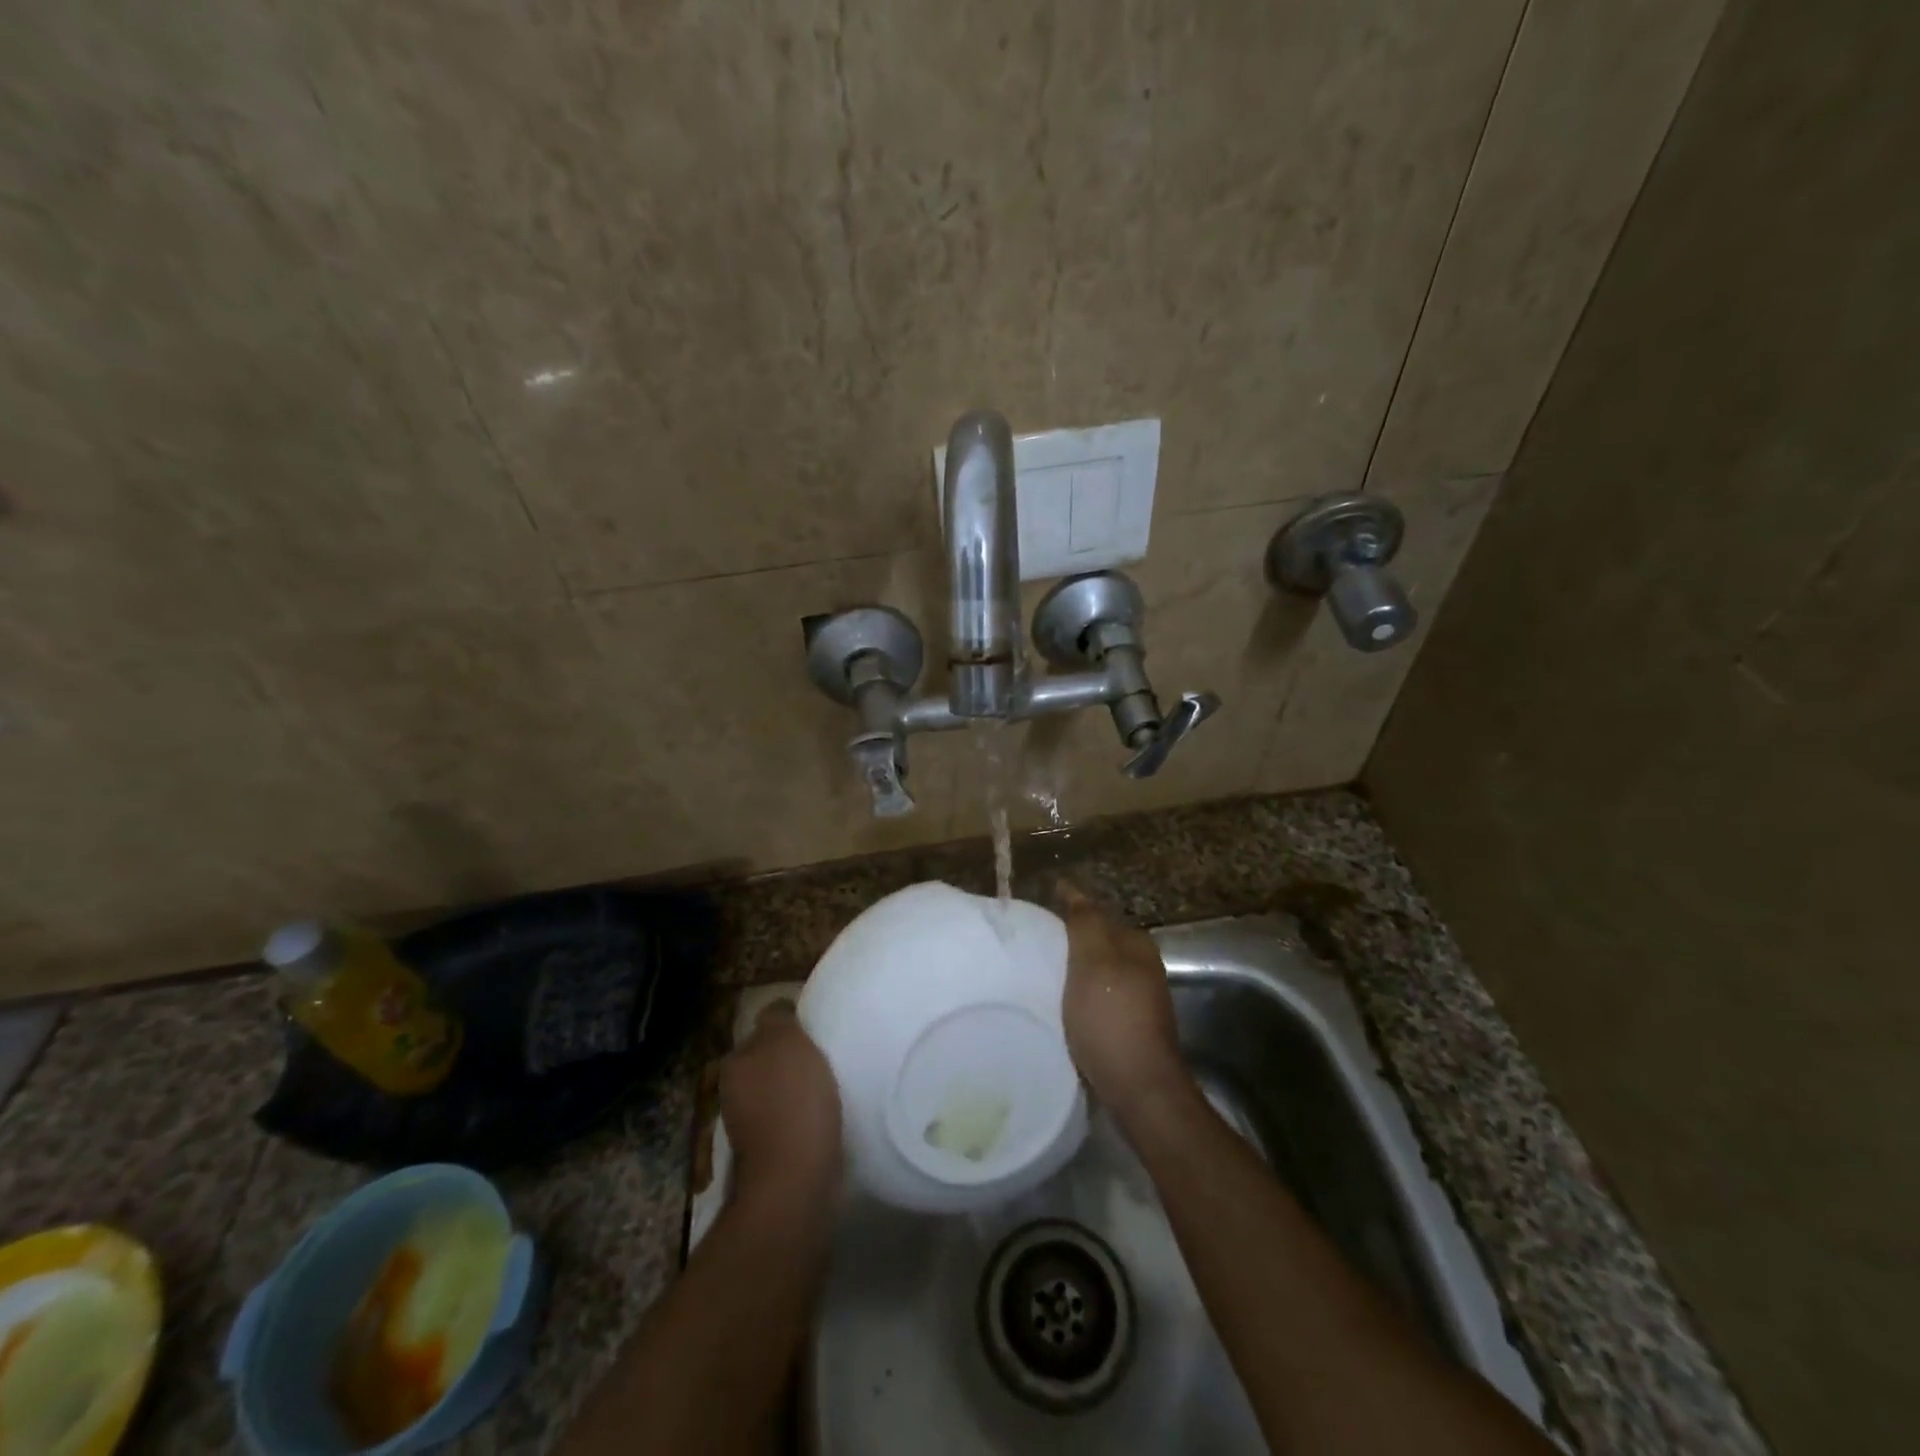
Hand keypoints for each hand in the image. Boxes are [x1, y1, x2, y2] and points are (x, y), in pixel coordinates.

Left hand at [720, 1001, 841, 1210]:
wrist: (795, 1181)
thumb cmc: (792, 1101)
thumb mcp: (785, 1040)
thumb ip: (778, 1019)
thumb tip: (778, 1011)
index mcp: (735, 1064)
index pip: (763, 1030)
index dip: (790, 1028)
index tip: (816, 1032)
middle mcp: (733, 1094)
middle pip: (770, 1063)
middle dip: (793, 1061)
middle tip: (827, 1057)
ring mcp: (749, 1129)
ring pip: (780, 1094)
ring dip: (800, 1091)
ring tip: (832, 1088)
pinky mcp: (771, 1157)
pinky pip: (792, 1122)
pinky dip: (807, 1118)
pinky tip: (828, 1117)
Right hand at [1056, 884, 1187, 1116]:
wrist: (1138, 1089)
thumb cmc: (1111, 1018)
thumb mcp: (1093, 962)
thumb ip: (1085, 923)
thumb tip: (1072, 889)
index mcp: (1136, 944)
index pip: (1095, 912)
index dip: (1066, 907)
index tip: (1033, 911)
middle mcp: (1142, 966)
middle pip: (1097, 942)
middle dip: (1067, 939)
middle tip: (1027, 942)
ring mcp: (1138, 999)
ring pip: (1096, 971)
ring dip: (1070, 968)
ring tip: (1035, 971)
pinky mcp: (1128, 1027)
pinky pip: (1095, 998)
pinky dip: (1075, 995)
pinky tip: (1055, 1004)